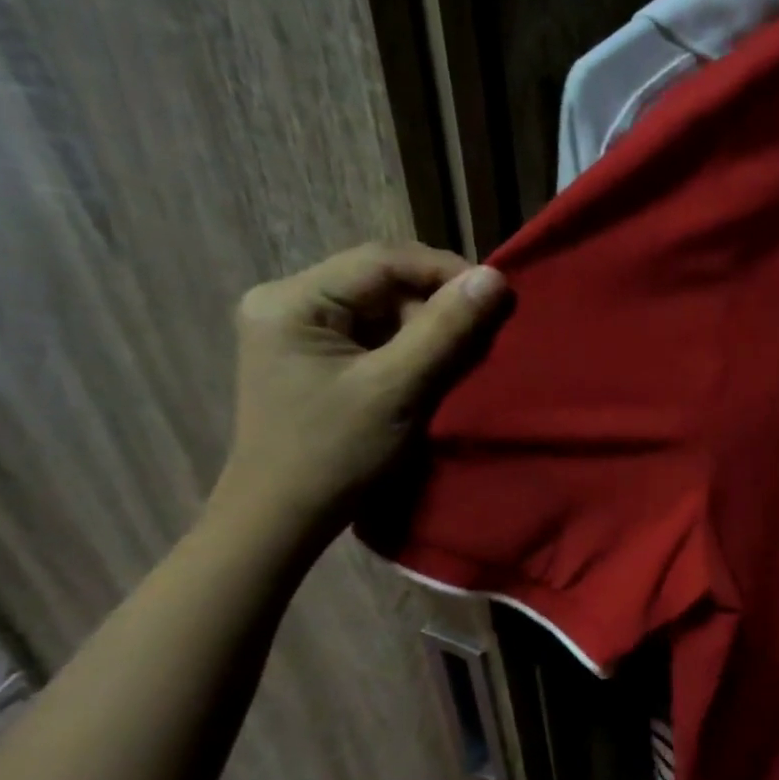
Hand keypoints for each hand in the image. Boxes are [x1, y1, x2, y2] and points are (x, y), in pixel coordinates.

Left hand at [208, 242, 507, 544]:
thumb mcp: (397, 389)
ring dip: (426, 329)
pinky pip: (372, 333)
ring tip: (457, 361)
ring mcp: (296, 329)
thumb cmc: (335, 455)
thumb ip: (446, 330)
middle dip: (436, 305)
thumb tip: (495, 278)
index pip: (382, 260)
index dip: (445, 271)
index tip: (495, 296)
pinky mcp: (312, 355)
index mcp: (292, 300)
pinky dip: (408, 347)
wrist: (282, 519)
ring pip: (381, 308)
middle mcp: (287, 301)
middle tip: (479, 338)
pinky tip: (427, 372)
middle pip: (382, 282)